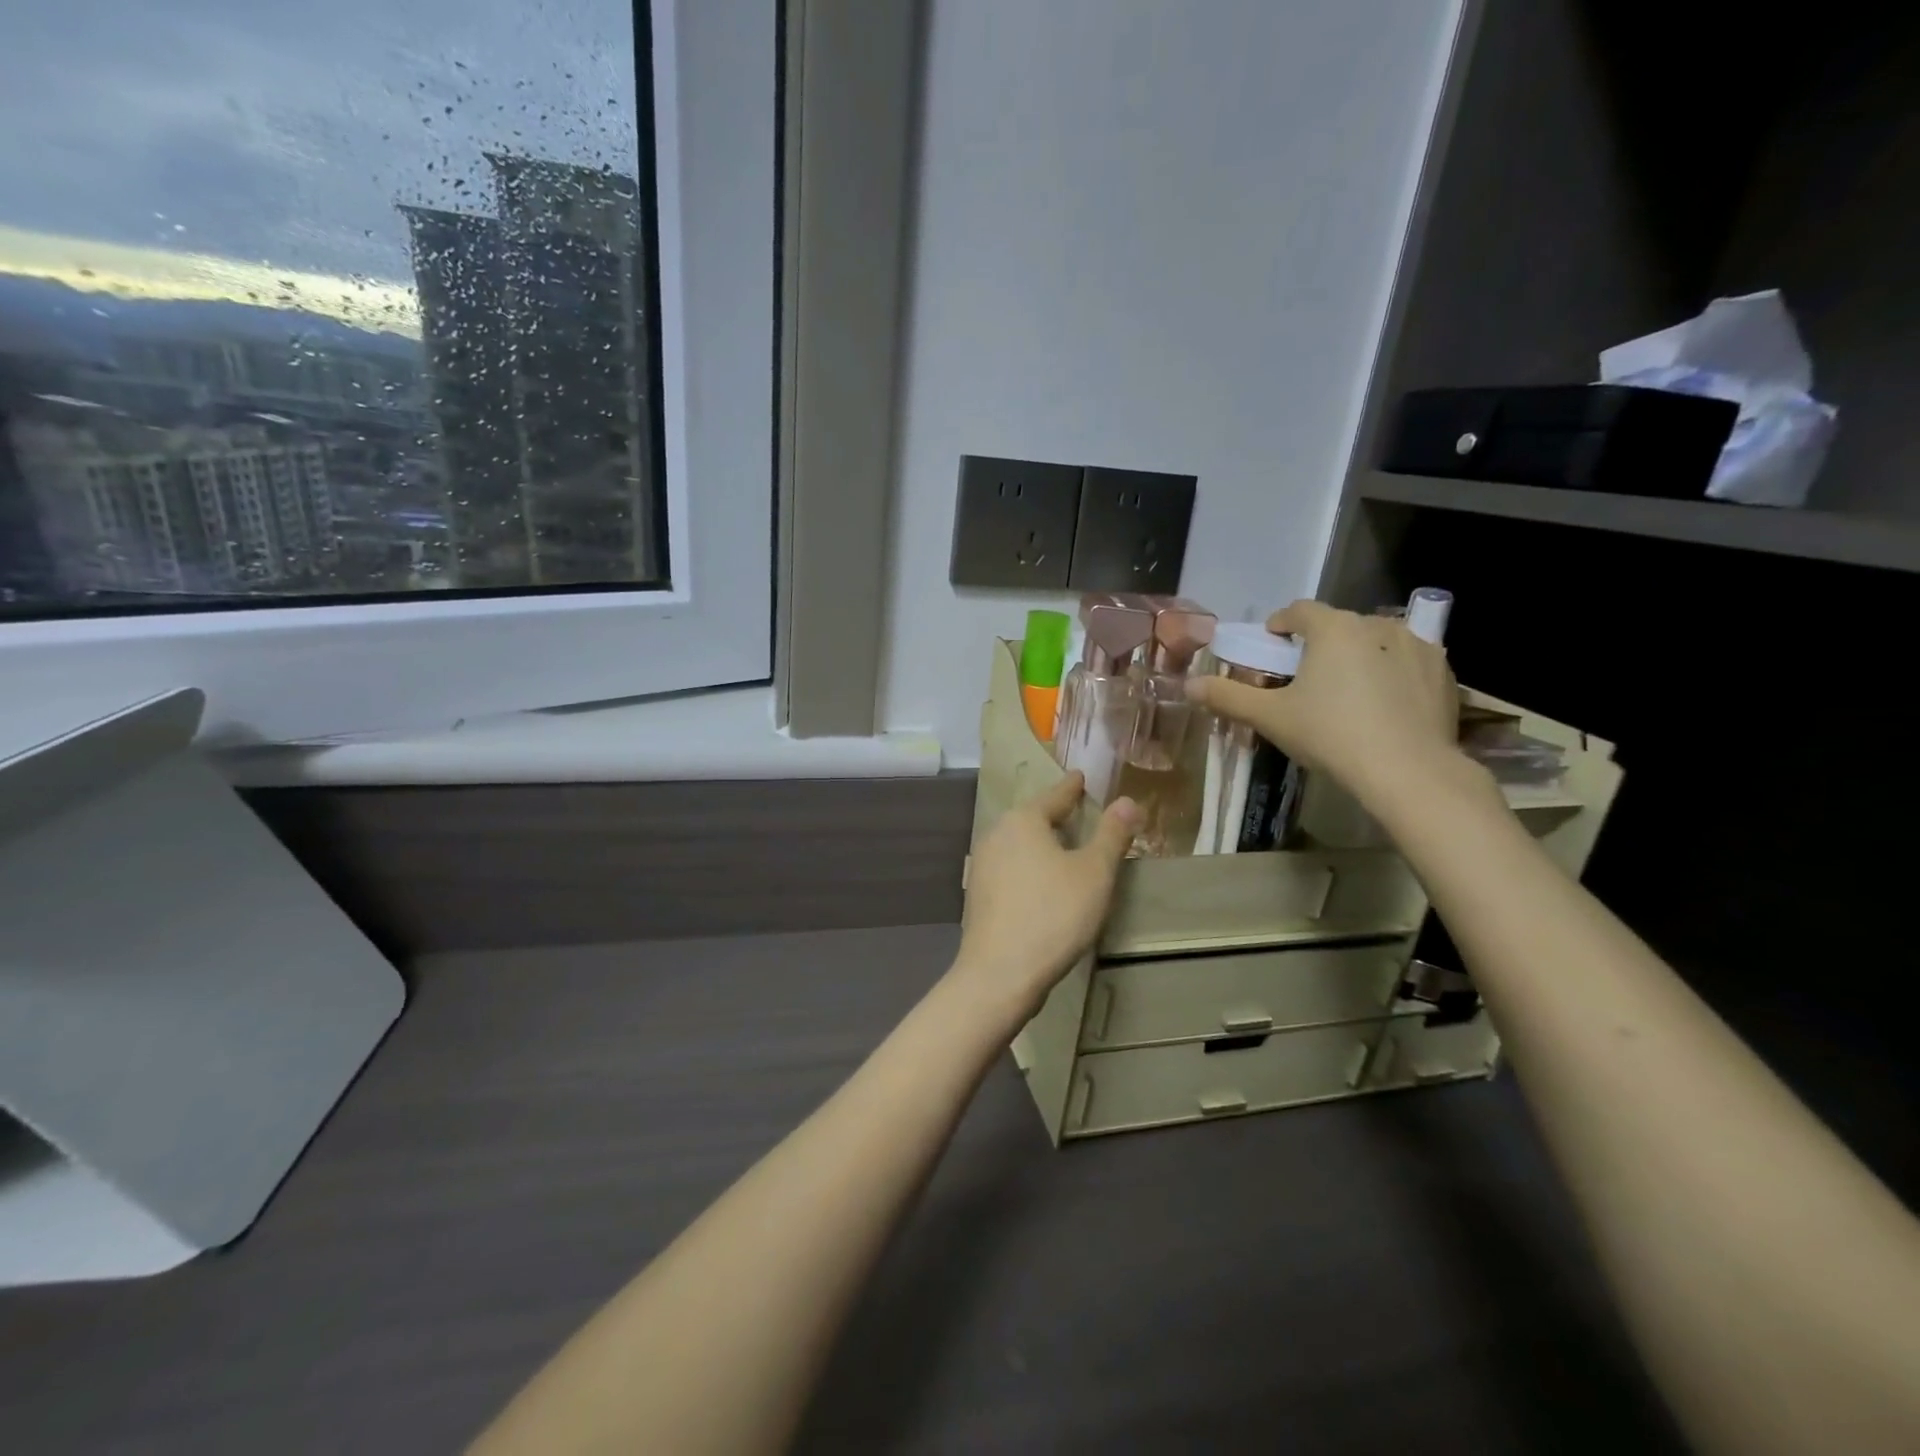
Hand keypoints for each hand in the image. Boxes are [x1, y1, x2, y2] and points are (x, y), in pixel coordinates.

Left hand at [952, 773, 1139, 1021]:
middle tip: (1078, 811)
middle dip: (1055, 815)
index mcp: (1023, 820)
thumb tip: (1127, 800)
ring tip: (1063, 847)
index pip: (1055, 796)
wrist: (1000, 973)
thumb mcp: (1094, 873)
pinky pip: (1011, 869)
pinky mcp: (978, 895)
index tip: (1080, 777)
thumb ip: (1112, 835)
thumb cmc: (1053, 914)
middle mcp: (996, 835)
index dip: (1072, 788)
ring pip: (1019, 844)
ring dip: (1041, 843)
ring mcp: (982, 866)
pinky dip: (1029, 868)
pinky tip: (1042, 883)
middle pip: (1032, 818)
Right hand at [1188, 600, 1466, 812]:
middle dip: (1318, 645)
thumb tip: (1188, 686)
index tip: (1270, 648)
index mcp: (1332, 629)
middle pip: (1337, 626)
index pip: (1298, 611)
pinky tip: (1384, 707)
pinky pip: (1407, 662)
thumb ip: (1228, 697)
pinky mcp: (1443, 672)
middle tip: (1304, 680)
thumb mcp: (1270, 718)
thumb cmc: (1331, 736)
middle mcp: (1377, 625)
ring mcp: (1417, 645)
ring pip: (1375, 642)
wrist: (1409, 772)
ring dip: (1357, 657)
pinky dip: (1391, 674)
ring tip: (1347, 693)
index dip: (1279, 626)